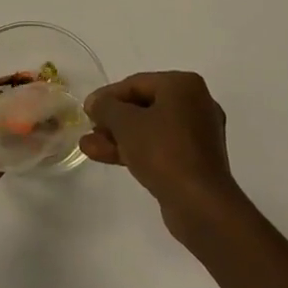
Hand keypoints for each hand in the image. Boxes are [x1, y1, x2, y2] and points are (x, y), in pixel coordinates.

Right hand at [81, 72, 244, 236]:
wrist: (200, 204)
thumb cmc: (163, 151)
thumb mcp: (126, 123)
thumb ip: (106, 107)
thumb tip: (95, 102)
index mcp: (184, 85)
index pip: (137, 83)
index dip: (107, 96)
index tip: (87, 110)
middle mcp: (196, 103)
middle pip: (144, 106)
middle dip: (113, 120)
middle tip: (89, 130)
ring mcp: (198, 134)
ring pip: (150, 129)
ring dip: (119, 137)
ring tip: (88, 148)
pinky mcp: (196, 161)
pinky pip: (160, 147)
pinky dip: (136, 150)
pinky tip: (108, 157)